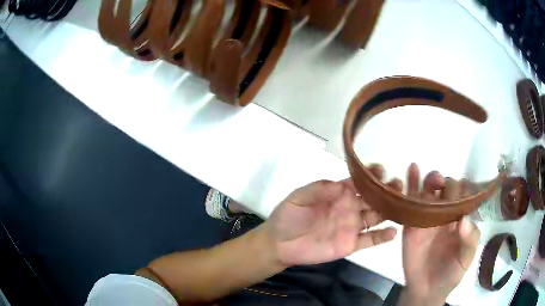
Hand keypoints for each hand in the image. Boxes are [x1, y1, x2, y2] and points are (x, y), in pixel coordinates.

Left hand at [265, 165, 398, 266]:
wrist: (280, 244)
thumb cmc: (289, 217)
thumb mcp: (299, 197)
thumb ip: (319, 189)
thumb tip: (343, 184)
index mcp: (338, 194)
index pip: (359, 182)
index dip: (370, 175)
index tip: (381, 169)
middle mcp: (350, 208)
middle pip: (373, 198)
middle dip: (386, 191)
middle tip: (398, 185)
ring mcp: (352, 227)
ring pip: (376, 217)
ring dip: (389, 211)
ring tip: (402, 204)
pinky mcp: (350, 244)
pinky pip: (369, 240)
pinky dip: (382, 237)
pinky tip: (393, 232)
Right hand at [400, 164, 480, 305]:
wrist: (426, 289)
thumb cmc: (450, 273)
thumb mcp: (466, 259)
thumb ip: (469, 240)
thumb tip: (462, 220)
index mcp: (460, 218)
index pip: (463, 195)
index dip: (463, 190)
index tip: (461, 192)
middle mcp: (445, 213)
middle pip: (446, 188)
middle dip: (446, 182)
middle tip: (442, 185)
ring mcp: (427, 217)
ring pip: (429, 190)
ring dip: (430, 179)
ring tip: (431, 179)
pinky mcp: (410, 223)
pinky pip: (410, 201)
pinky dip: (410, 184)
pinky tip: (411, 170)